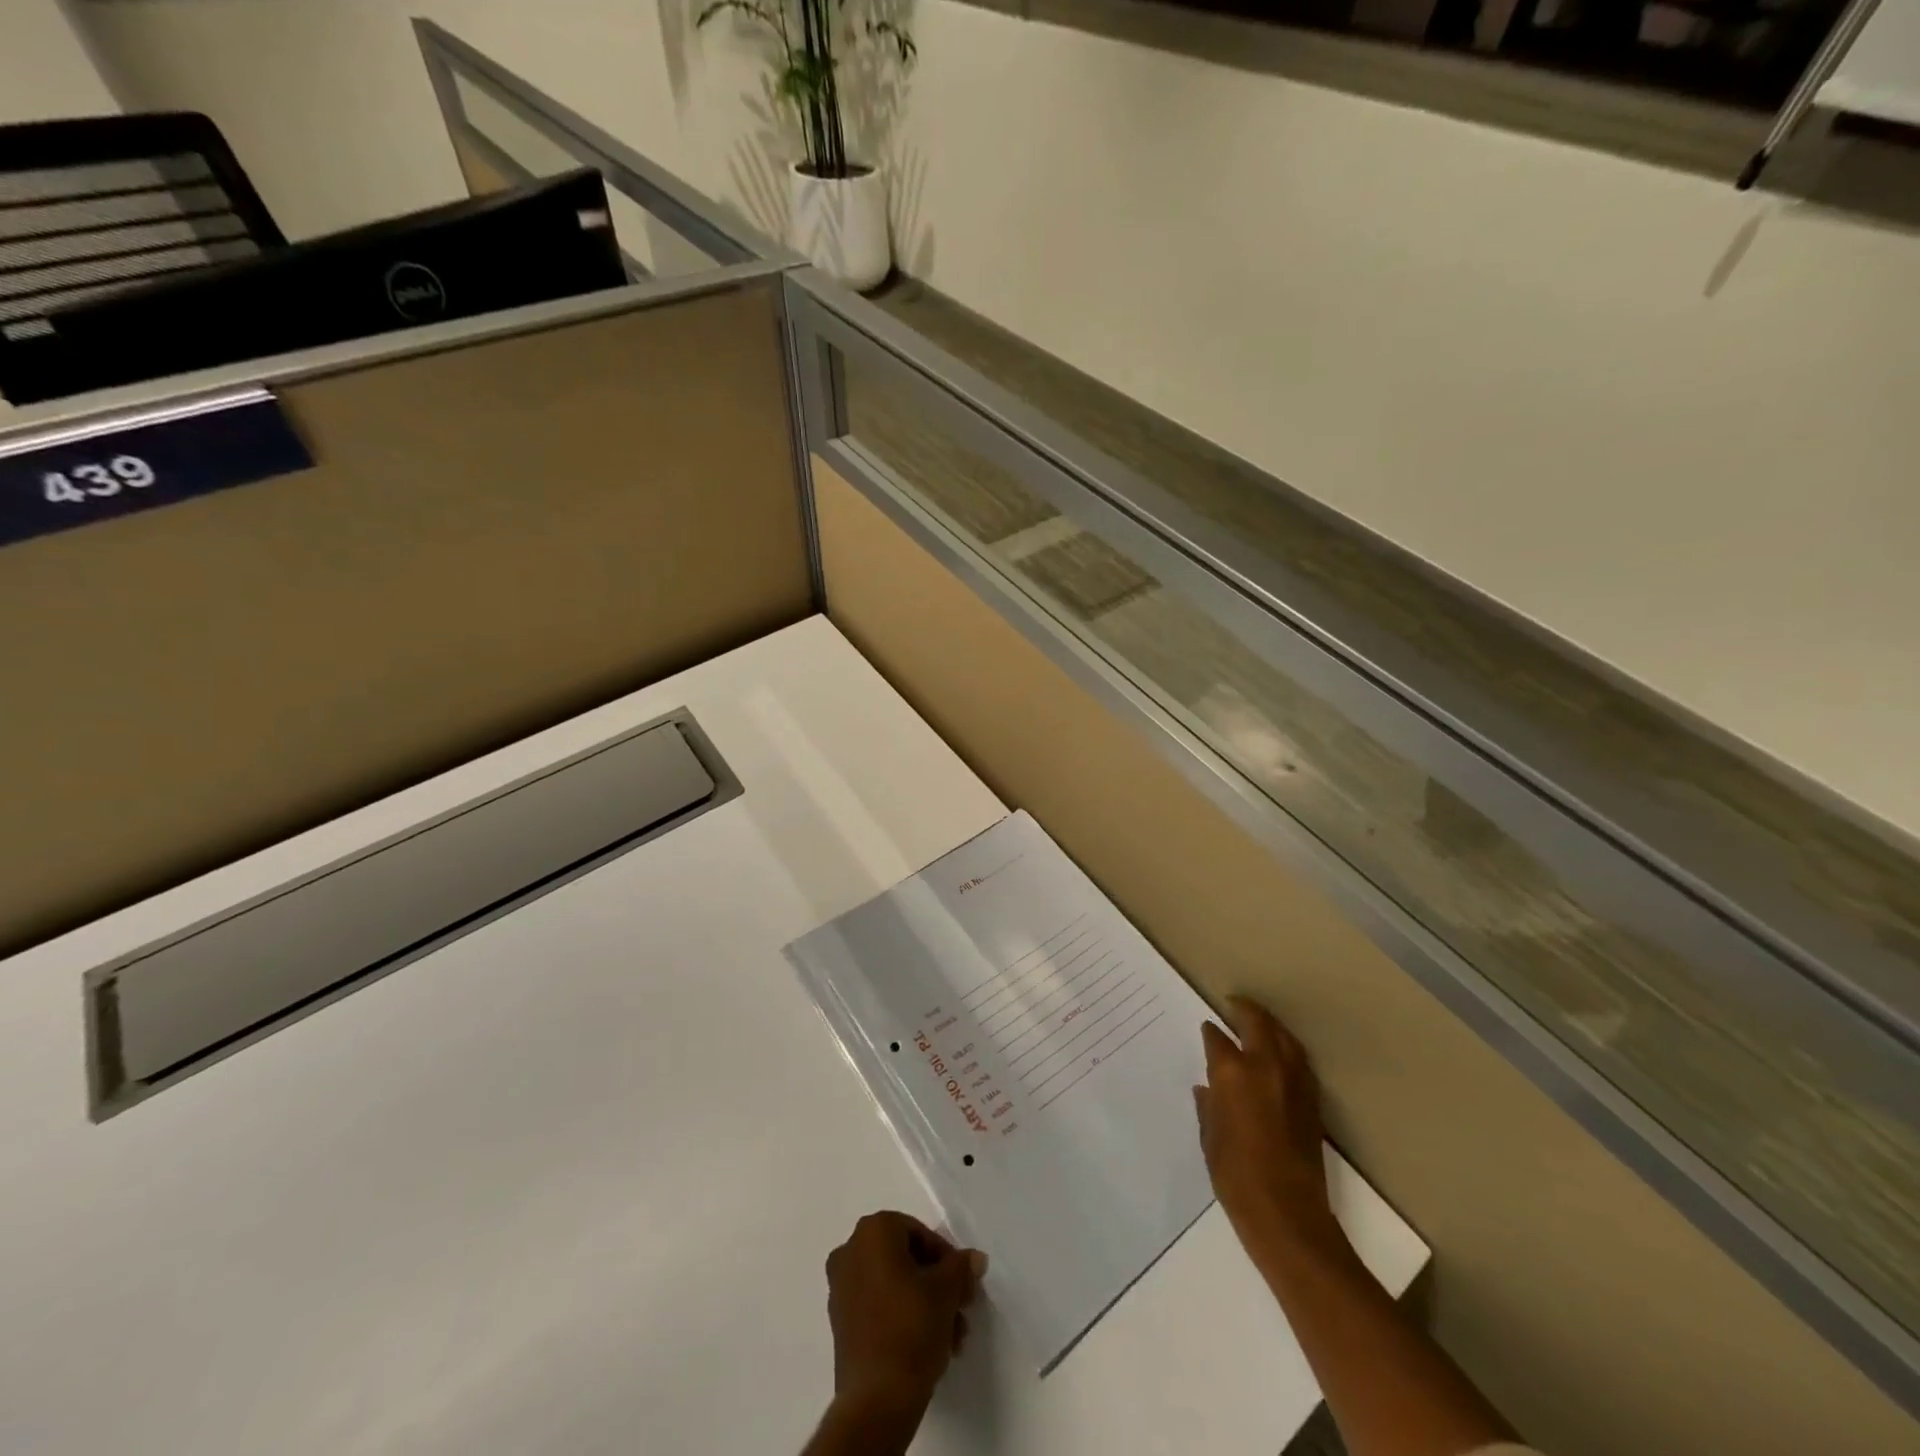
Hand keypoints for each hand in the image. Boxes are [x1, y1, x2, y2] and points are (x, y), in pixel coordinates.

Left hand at [824, 1211, 984, 1416]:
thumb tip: (974, 1258)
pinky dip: (903, 1317)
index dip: (946, 1258)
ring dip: (925, 1304)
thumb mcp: (947, 1290)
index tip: (963, 1284)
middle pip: (906, 1259)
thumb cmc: (912, 1327)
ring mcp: (841, 1288)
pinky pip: (879, 1307)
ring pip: (894, 1285)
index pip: (919, 1233)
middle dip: (937, 1284)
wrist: (876, 1400)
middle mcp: (850, 1251)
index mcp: (873, 1231)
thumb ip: (961, 1267)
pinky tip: (929, 1345)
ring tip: (951, 1337)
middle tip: (960, 1309)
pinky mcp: (840, 1323)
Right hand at [1194, 997, 1347, 1269]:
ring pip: (1284, 1037)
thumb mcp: (1210, 1139)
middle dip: (1244, 1010)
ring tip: (1258, 1021)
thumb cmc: (1236, 1177)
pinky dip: (1287, 1047)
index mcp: (1233, 1073)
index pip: (1219, 1039)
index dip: (1211, 1032)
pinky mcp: (1312, 1101)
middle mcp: (1266, 1068)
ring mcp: (1294, 1082)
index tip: (1207, 1028)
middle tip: (1233, 1004)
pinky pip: (1299, 1059)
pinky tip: (1280, 1053)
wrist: (1288, 1215)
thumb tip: (1207, 1088)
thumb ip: (1208, 1107)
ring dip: (1270, 1024)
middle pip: (1257, 1024)